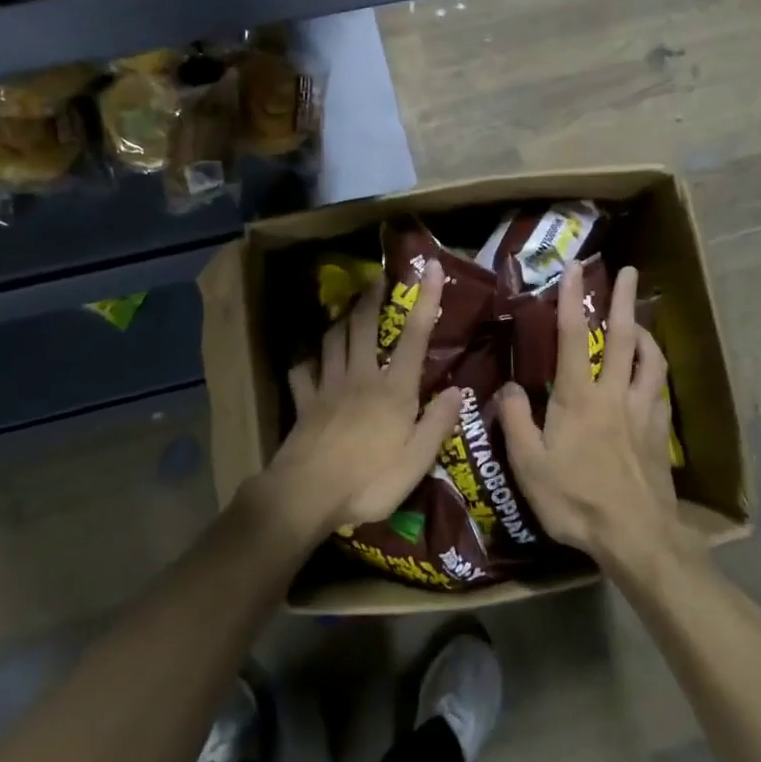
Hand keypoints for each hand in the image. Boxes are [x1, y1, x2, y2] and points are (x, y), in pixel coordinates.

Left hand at [250, 261, 462, 545]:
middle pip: (364, 326)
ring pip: (333, 340)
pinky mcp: (304, 402)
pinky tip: (306, 356)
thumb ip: (437, 423)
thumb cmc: (368, 481)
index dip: (425, 299)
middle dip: (372, 297)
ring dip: (341, 319)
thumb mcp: (416, 462)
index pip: (414, 336)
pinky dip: (305, 359)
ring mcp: (328, 387)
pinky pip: (301, 371)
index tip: (428, 267)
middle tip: (376, 276)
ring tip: (347, 307)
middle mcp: (361, 377)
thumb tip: (459, 389)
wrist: (306, 495)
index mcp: (393, 390)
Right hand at [501, 261, 691, 571]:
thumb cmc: (576, 500)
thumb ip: (517, 421)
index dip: (573, 300)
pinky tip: (652, 372)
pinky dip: (656, 370)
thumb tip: (509, 386)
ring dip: (646, 332)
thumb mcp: (530, 466)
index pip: (573, 337)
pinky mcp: (660, 432)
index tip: (575, 269)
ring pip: (651, 359)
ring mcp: (643, 412)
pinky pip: (661, 389)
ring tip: (640, 319)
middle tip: (631, 271)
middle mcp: (614, 394)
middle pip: (623, 337)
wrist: (637, 537)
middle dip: (625, 300)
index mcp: (579, 398)